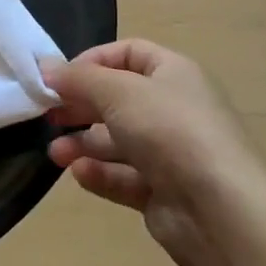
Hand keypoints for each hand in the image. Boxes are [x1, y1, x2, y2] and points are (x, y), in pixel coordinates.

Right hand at [42, 40, 263, 265]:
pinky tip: (80, 174)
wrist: (220, 211)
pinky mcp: (165, 192)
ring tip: (56, 154)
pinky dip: (101, 174)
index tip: (58, 78)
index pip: (128, 54)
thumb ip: (78, 79)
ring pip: (118, 141)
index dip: (91, 62)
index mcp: (174, 74)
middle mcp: (174, 109)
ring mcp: (172, 153)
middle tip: (48, 115)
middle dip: (81, 106)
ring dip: (83, 144)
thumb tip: (44, 67)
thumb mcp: (118, 92)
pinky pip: (125, 176)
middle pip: (118, 99)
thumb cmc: (170, 131)